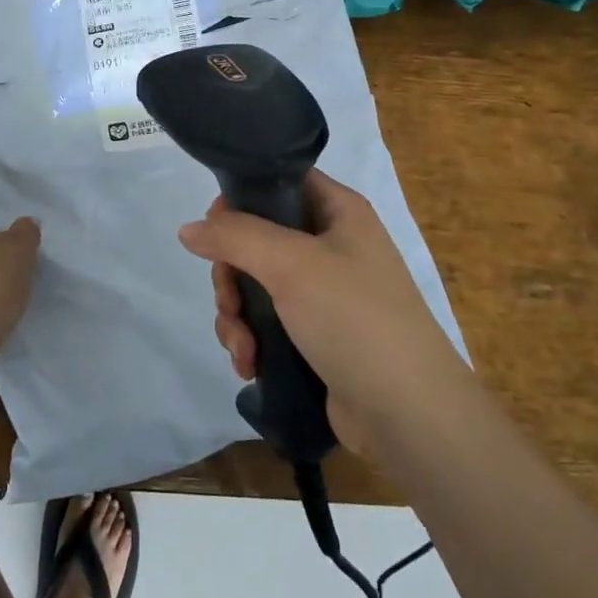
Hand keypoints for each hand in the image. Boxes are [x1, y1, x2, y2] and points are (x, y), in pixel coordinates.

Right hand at [178, 170, 454, 457]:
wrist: (409, 416)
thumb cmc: (354, 319)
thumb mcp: (291, 264)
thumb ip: (234, 237)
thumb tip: (188, 229)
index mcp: (338, 212)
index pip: (279, 181)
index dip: (241, 198)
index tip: (215, 229)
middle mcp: (331, 245)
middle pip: (255, 238)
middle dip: (231, 275)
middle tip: (229, 302)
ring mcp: (323, 293)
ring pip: (254, 284)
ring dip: (235, 315)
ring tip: (242, 347)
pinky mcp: (314, 335)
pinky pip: (265, 321)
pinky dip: (250, 339)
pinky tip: (249, 364)